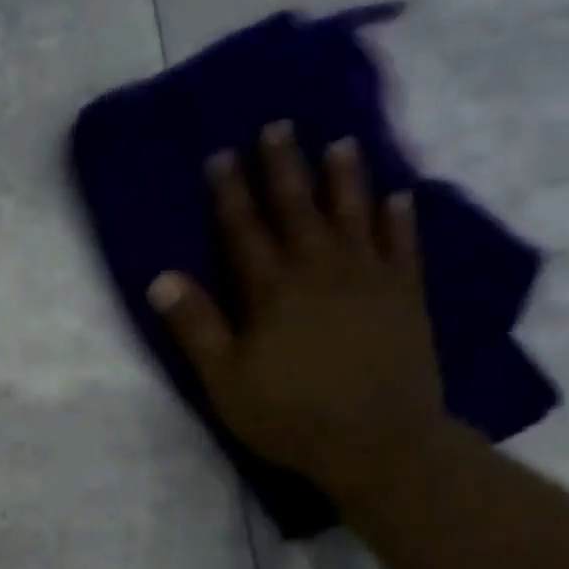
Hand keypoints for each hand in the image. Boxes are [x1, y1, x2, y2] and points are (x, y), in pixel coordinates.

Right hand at [147, 122, 445, 496]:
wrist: (377, 442)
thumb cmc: (289, 415)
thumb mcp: (224, 379)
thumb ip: (195, 327)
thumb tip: (161, 278)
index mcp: (272, 291)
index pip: (244, 230)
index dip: (230, 192)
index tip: (221, 154)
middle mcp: (320, 271)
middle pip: (298, 209)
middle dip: (284, 167)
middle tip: (278, 126)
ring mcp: (370, 281)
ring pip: (354, 216)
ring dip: (345, 178)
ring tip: (341, 142)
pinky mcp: (406, 298)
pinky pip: (404, 246)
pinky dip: (400, 219)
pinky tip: (399, 196)